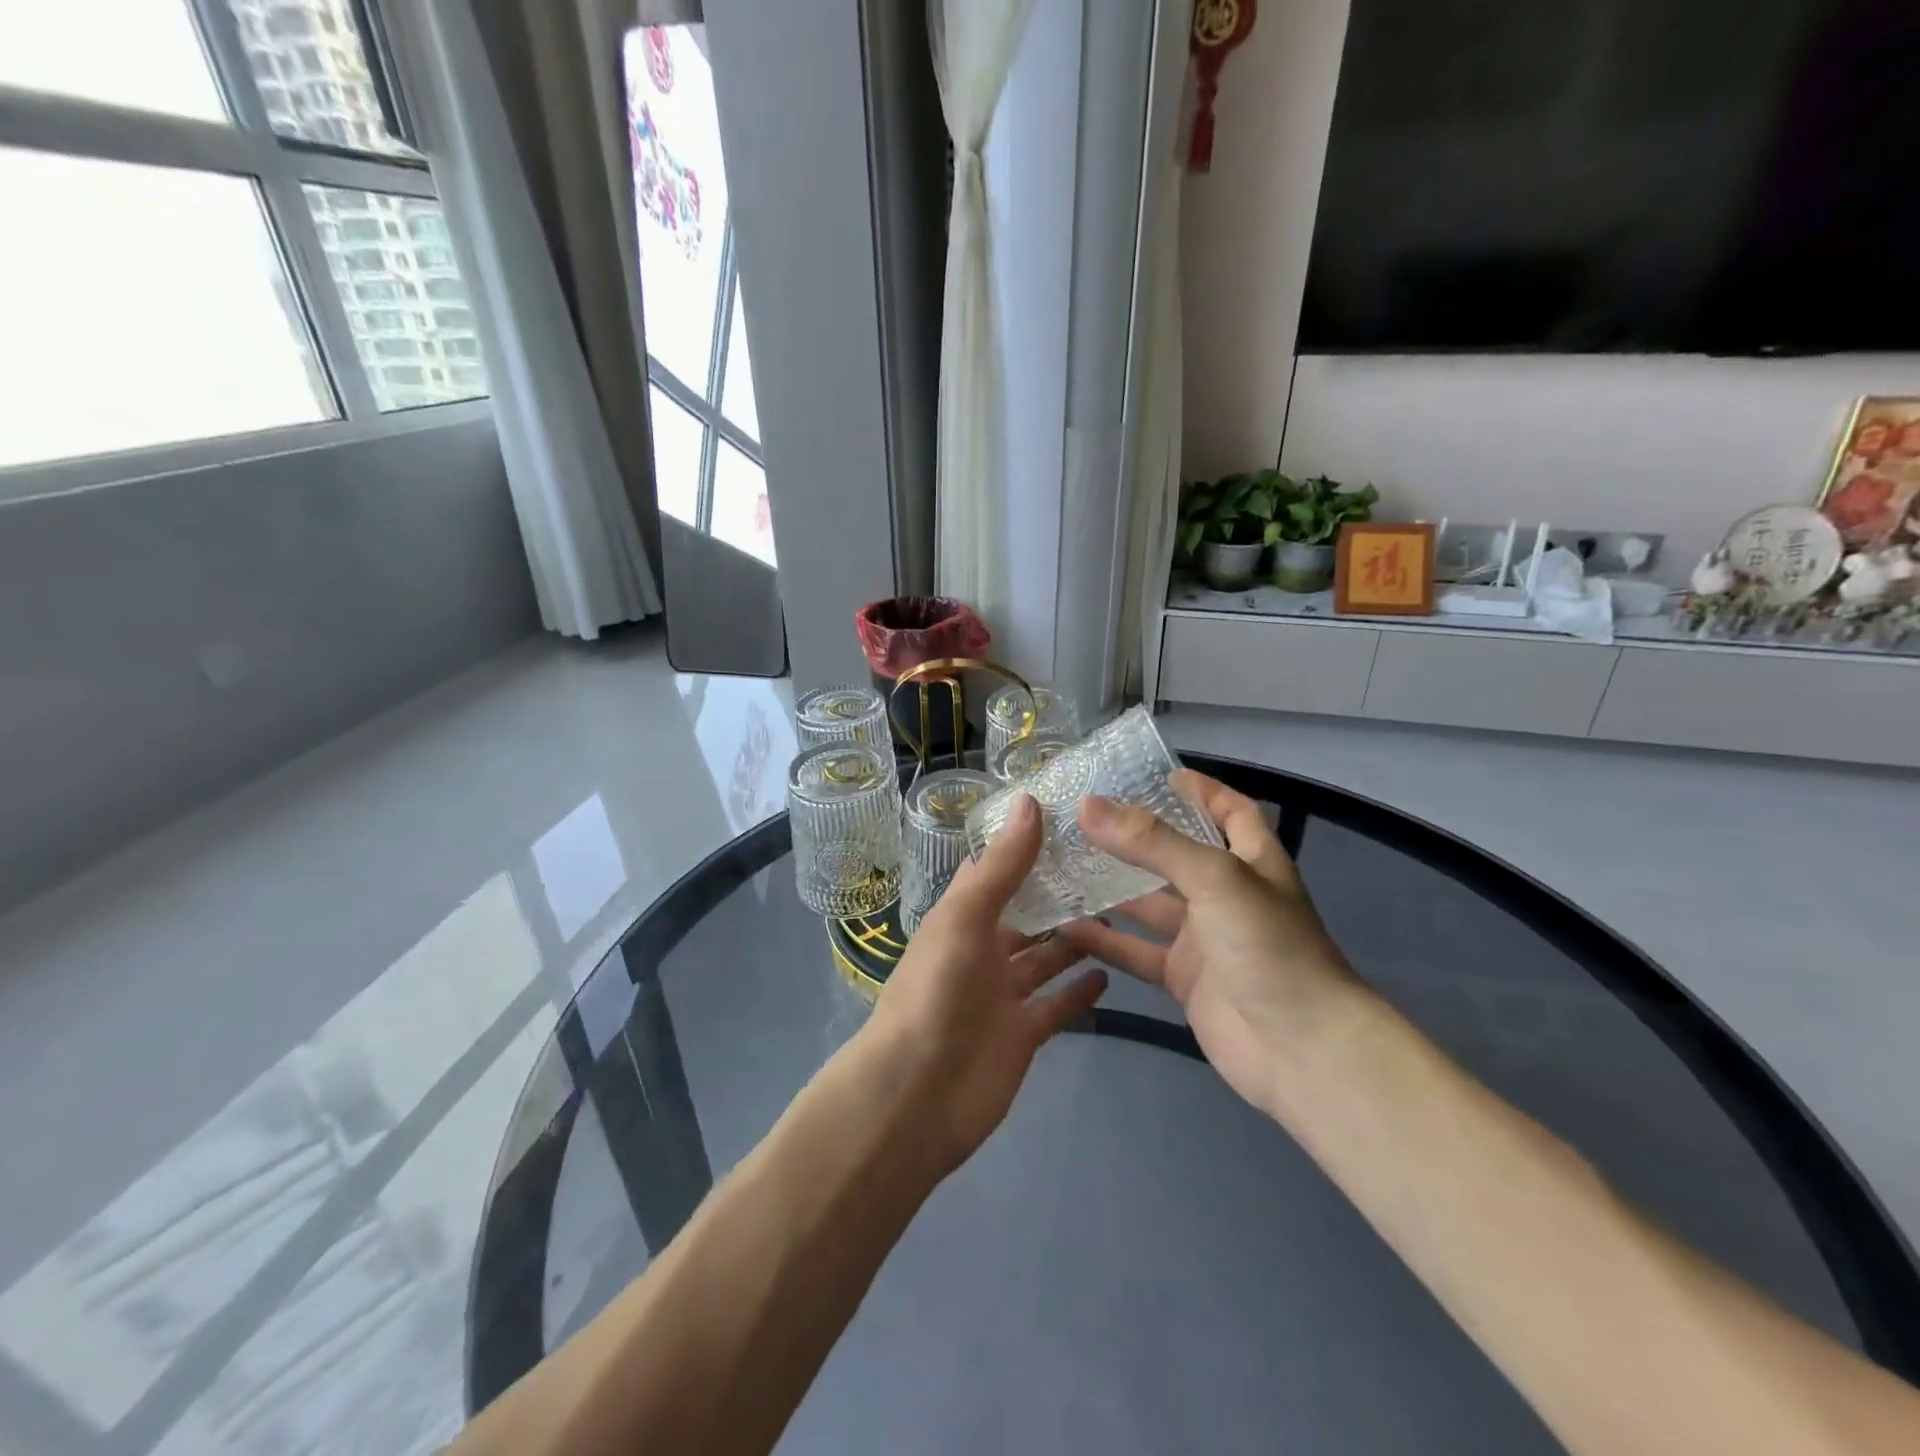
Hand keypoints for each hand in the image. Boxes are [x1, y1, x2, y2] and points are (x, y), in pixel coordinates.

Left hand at [862, 793, 1106, 1173]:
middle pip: (1025, 916)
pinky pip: (1056, 1006)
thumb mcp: (965, 918)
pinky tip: (1110, 972)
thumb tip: (1031, 800)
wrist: (917, 1094)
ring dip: (1073, 941)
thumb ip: (1002, 866)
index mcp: (961, 919)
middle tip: (1110, 871)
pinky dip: (1078, 992)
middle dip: (1057, 896)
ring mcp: (1002, 996)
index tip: (1069, 821)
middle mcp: (981, 952)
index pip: (994, 872)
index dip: (1024, 847)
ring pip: (1044, 959)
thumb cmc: (936, 992)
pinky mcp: (1022, 1035)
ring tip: (1118, 915)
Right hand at [1056, 770, 1366, 1116]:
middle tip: (1080, 817)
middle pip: (1176, 855)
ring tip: (1060, 863)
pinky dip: (1105, 940)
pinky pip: (1137, 951)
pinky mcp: (1184, 979)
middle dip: (1134, 837)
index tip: (1155, 774)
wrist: (1301, 1051)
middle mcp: (1226, 895)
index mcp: (1251, 861)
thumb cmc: (1269, 947)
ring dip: (1110, 887)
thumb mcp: (1214, 879)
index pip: (1230, 811)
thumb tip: (1088, 804)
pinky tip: (1066, 925)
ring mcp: (1204, 939)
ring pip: (1149, 904)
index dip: (1200, 790)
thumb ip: (1152, 842)